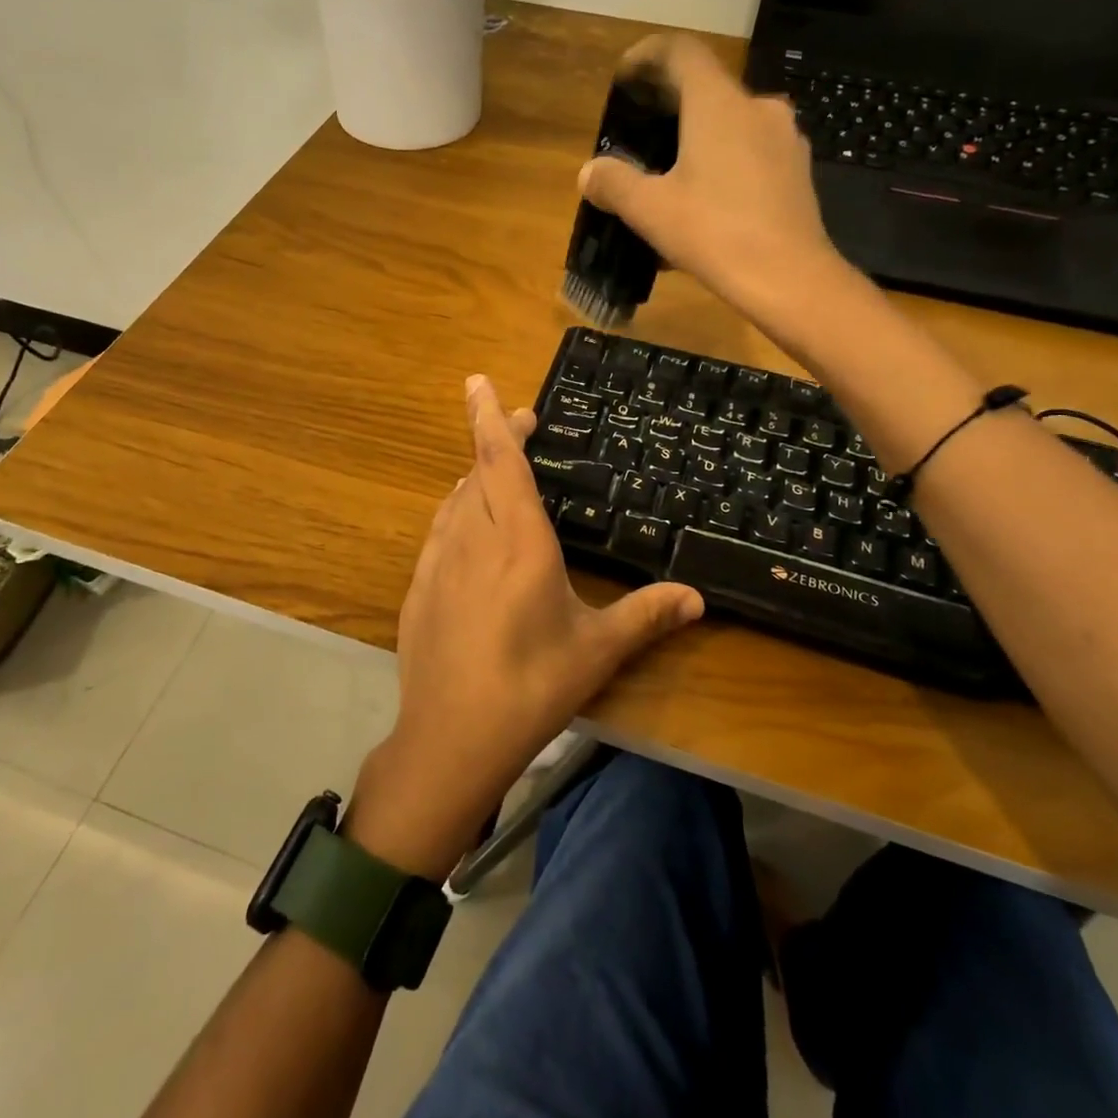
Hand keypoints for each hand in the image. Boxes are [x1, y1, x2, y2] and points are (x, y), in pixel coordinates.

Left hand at [348, 376, 704, 879]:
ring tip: (496, 468)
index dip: (491, 417)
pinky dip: (457, 510)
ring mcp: (440, 561)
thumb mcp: (597, 650)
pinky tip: (467, 524)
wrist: (452, 736)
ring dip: (475, 474)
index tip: (479, 381)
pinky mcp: (419, 587)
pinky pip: (440, 530)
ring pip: (456, 498)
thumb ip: (647, 615)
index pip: (501, 460)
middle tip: (521, 423)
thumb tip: (699, 598)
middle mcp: (474, 538)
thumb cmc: (532, 685)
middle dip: (495, 438)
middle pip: (478, 470)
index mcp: (519, 541)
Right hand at [579, 34, 854, 325]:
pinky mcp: (797, 170)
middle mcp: (757, 106)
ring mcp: (784, 138)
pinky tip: (709, 204)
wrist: (789, 278)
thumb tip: (589, 172)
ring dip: (701, 139)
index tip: (626, 78)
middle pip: (707, 89)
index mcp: (718, 104)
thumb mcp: (650, 211)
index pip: (681, 51)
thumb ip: (614, 183)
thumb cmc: (714, 233)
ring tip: (674, 177)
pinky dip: (726, 164)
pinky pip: (753, 153)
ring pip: (732, 124)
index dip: (648, 56)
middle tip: (643, 137)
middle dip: (671, 107)